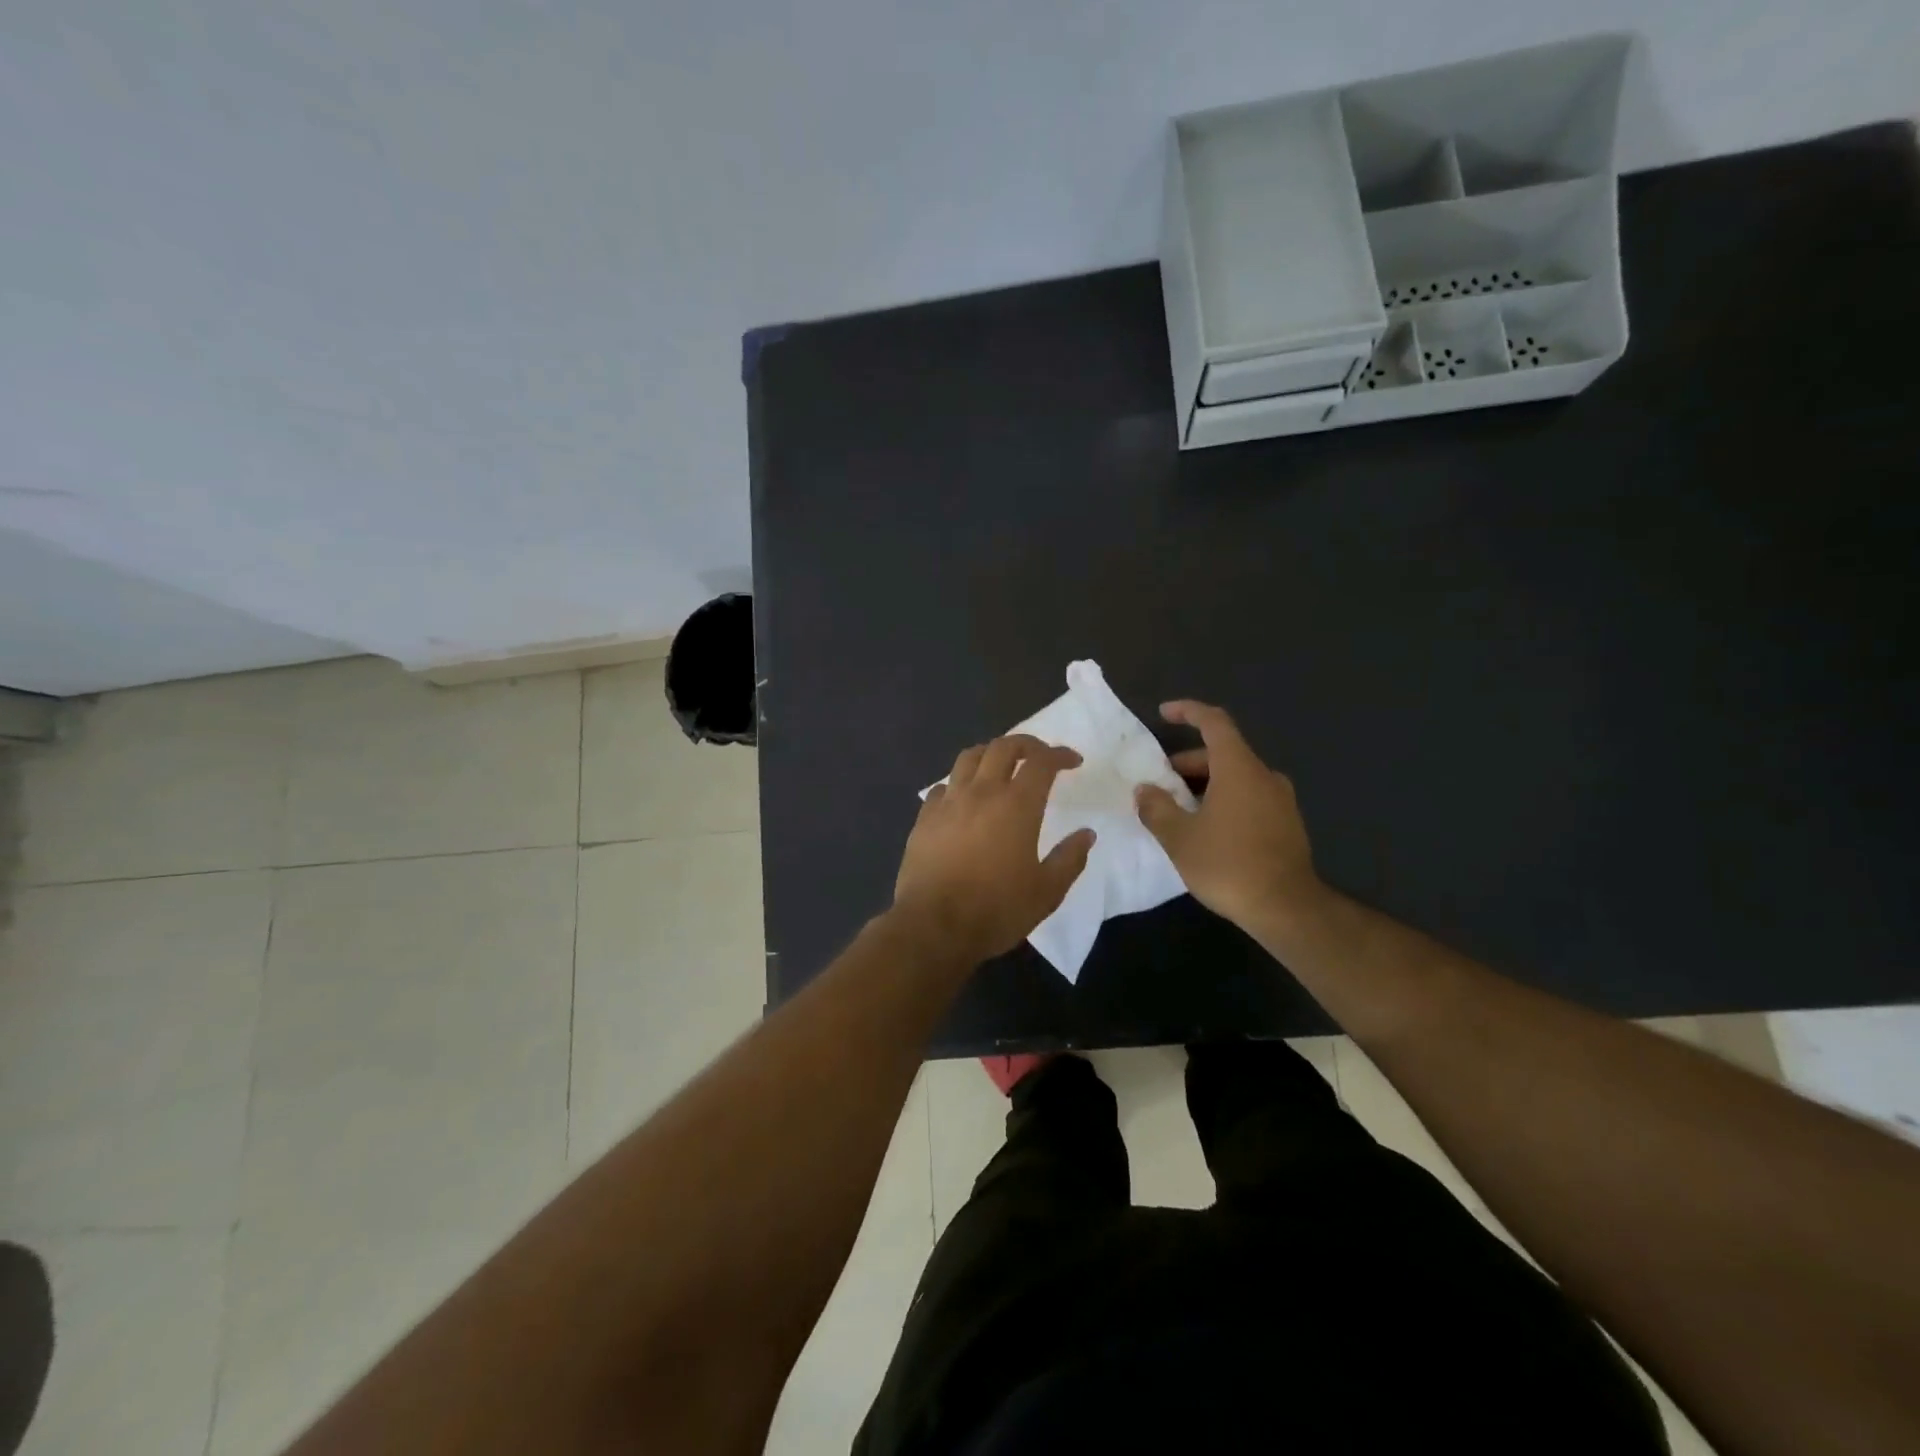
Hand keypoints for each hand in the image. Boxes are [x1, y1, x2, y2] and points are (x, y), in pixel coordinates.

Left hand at [893, 735, 1095, 964]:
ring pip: (969, 757)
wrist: (933, 926)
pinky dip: (959, 782)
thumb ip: (1070, 859)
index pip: (1041, 762)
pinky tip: (963, 797)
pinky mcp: (924, 818)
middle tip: (1040, 755)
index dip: (1060, 755)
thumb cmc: (996, 909)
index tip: (1073, 761)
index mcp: (1017, 805)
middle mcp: (982, 792)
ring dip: (990, 753)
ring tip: (1000, 764)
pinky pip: (943, 786)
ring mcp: (949, 802)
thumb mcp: (1047, 892)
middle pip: (1003, 747)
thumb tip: (1086, 834)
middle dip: (1026, 744)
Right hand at [1134, 701, 1323, 932]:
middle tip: (1161, 785)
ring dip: (1205, 785)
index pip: (1214, 722)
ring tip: (1179, 811)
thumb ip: (1157, 808)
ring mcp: (1281, 800)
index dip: (1188, 711)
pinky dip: (1225, 801)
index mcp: (1239, 768)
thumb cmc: (1228, 864)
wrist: (1287, 908)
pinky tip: (1208, 830)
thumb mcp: (1179, 837)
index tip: (1164, 713)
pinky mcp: (1287, 824)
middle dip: (1188, 763)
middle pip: (1223, 753)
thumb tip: (1145, 790)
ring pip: (1236, 778)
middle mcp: (1264, 776)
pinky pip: (1250, 798)